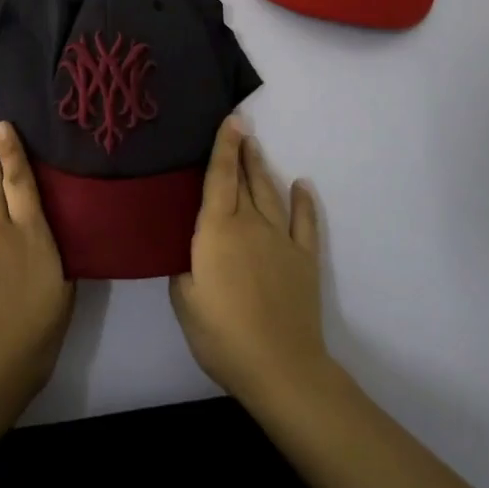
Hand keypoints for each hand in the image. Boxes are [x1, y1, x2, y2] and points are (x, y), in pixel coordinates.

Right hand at [170, 118, 328, 409]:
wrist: (280, 367)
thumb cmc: (222, 334)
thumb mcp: (184, 300)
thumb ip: (183, 267)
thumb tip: (188, 251)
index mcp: (218, 230)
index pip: (219, 178)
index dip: (223, 147)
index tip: (230, 120)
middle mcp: (251, 224)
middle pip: (245, 180)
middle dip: (242, 152)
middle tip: (241, 127)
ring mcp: (282, 240)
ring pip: (271, 194)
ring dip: (263, 169)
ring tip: (257, 149)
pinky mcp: (304, 260)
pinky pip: (305, 223)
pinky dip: (304, 202)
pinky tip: (303, 186)